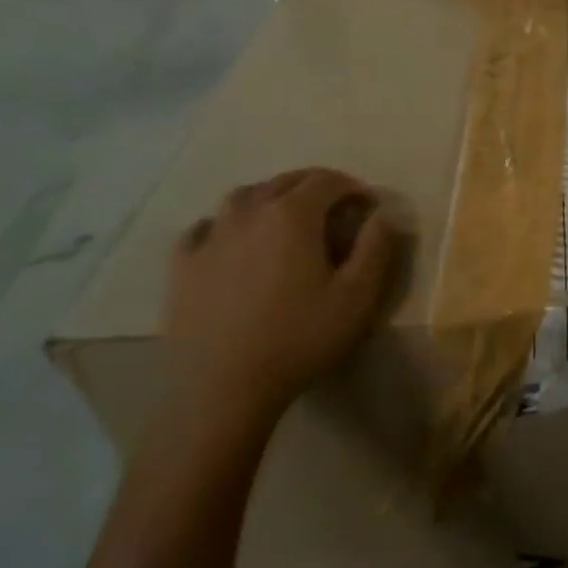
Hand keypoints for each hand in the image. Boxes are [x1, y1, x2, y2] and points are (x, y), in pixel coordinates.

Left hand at [164, 168, 399, 434]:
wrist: (224, 387)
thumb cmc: (300, 339)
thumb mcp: (357, 296)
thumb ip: (376, 247)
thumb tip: (384, 212)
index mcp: (292, 215)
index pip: (327, 180)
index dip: (352, 186)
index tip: (368, 205)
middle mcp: (249, 212)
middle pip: (285, 181)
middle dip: (315, 186)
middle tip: (334, 209)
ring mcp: (211, 237)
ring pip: (243, 197)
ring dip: (271, 197)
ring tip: (285, 218)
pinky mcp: (183, 265)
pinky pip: (205, 228)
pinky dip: (225, 225)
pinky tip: (232, 242)